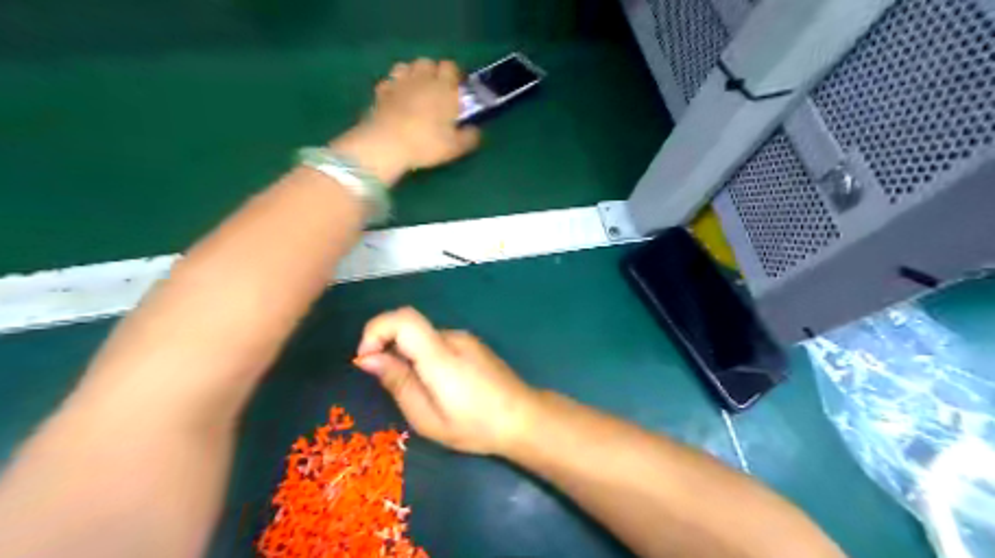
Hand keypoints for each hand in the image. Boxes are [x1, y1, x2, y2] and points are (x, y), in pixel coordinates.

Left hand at [332, 59, 484, 185]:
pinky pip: (389, 82)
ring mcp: (399, 83)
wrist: (387, 144)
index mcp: (444, 88)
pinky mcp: (380, 92)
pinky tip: (396, 100)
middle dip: (433, 72)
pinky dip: (394, 87)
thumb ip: (470, 137)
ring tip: (415, 91)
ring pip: (406, 67)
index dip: (454, 75)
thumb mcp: (455, 147)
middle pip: (428, 62)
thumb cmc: (426, 144)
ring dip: (412, 75)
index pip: (451, 67)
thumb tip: (476, 130)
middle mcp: (422, 79)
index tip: (457, 87)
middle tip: (436, 90)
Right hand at [356, 307, 540, 454]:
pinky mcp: (473, 345)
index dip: (375, 330)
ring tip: (421, 393)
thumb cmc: (475, 425)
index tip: (366, 360)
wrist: (524, 418)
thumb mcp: (427, 416)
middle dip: (389, 349)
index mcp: (440, 354)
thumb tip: (367, 358)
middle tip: (392, 386)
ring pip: (423, 337)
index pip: (402, 318)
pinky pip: (439, 344)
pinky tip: (440, 387)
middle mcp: (452, 338)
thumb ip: (398, 382)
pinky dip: (426, 358)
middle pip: (410, 327)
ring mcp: (466, 339)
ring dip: (409, 356)